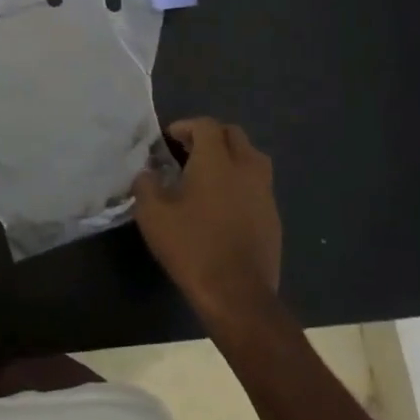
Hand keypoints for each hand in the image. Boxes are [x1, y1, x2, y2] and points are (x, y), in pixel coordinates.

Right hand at [130, 118, 280, 323]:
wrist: (237, 294)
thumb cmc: (191, 247)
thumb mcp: (153, 214)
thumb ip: (146, 185)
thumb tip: (147, 173)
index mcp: (217, 160)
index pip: (205, 125)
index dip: (185, 126)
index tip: (168, 140)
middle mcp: (246, 168)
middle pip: (233, 135)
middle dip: (210, 137)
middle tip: (188, 152)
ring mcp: (264, 192)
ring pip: (251, 158)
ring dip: (230, 157)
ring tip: (208, 175)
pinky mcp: (273, 216)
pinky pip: (257, 185)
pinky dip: (241, 183)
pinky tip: (223, 204)